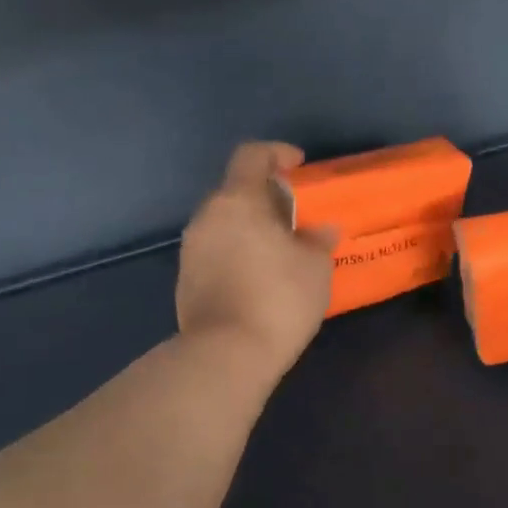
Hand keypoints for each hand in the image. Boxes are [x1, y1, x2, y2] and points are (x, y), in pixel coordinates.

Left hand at [177, 143, 334, 379]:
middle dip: (266, 198)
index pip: (251, 155)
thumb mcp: (315, 267)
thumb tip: (321, 229)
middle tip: (295, 218)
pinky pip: (216, 251)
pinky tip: (259, 279)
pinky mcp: (185, 279)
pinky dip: (237, 253)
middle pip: (236, 191)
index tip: (298, 166)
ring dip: (250, 228)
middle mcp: (207, 217)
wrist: (226, 355)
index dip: (276, 153)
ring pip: (224, 223)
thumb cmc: (278, 299)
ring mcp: (191, 249)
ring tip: (280, 252)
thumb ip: (317, 240)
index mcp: (238, 201)